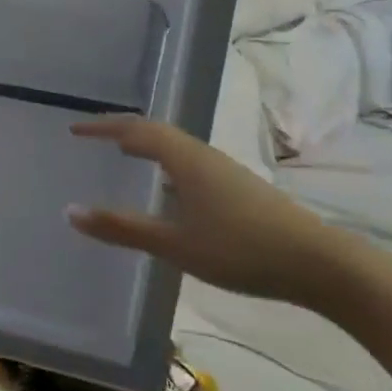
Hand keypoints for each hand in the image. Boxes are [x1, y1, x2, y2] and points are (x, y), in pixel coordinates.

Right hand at [66, 116, 349, 306]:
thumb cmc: (241, 248)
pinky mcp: (239, 187)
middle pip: (156, 131)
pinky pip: (189, 162)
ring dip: (147, 144)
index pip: (135, 129)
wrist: (321, 264)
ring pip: (176, 146)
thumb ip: (122, 228)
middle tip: (95, 136)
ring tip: (126, 154)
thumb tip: (70, 211)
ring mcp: (224, 170)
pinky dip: (166, 163)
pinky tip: (169, 189)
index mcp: (184, 158)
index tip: (75, 128)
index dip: (103, 127)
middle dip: (122, 130)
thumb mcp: (175, 243)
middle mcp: (202, 155)